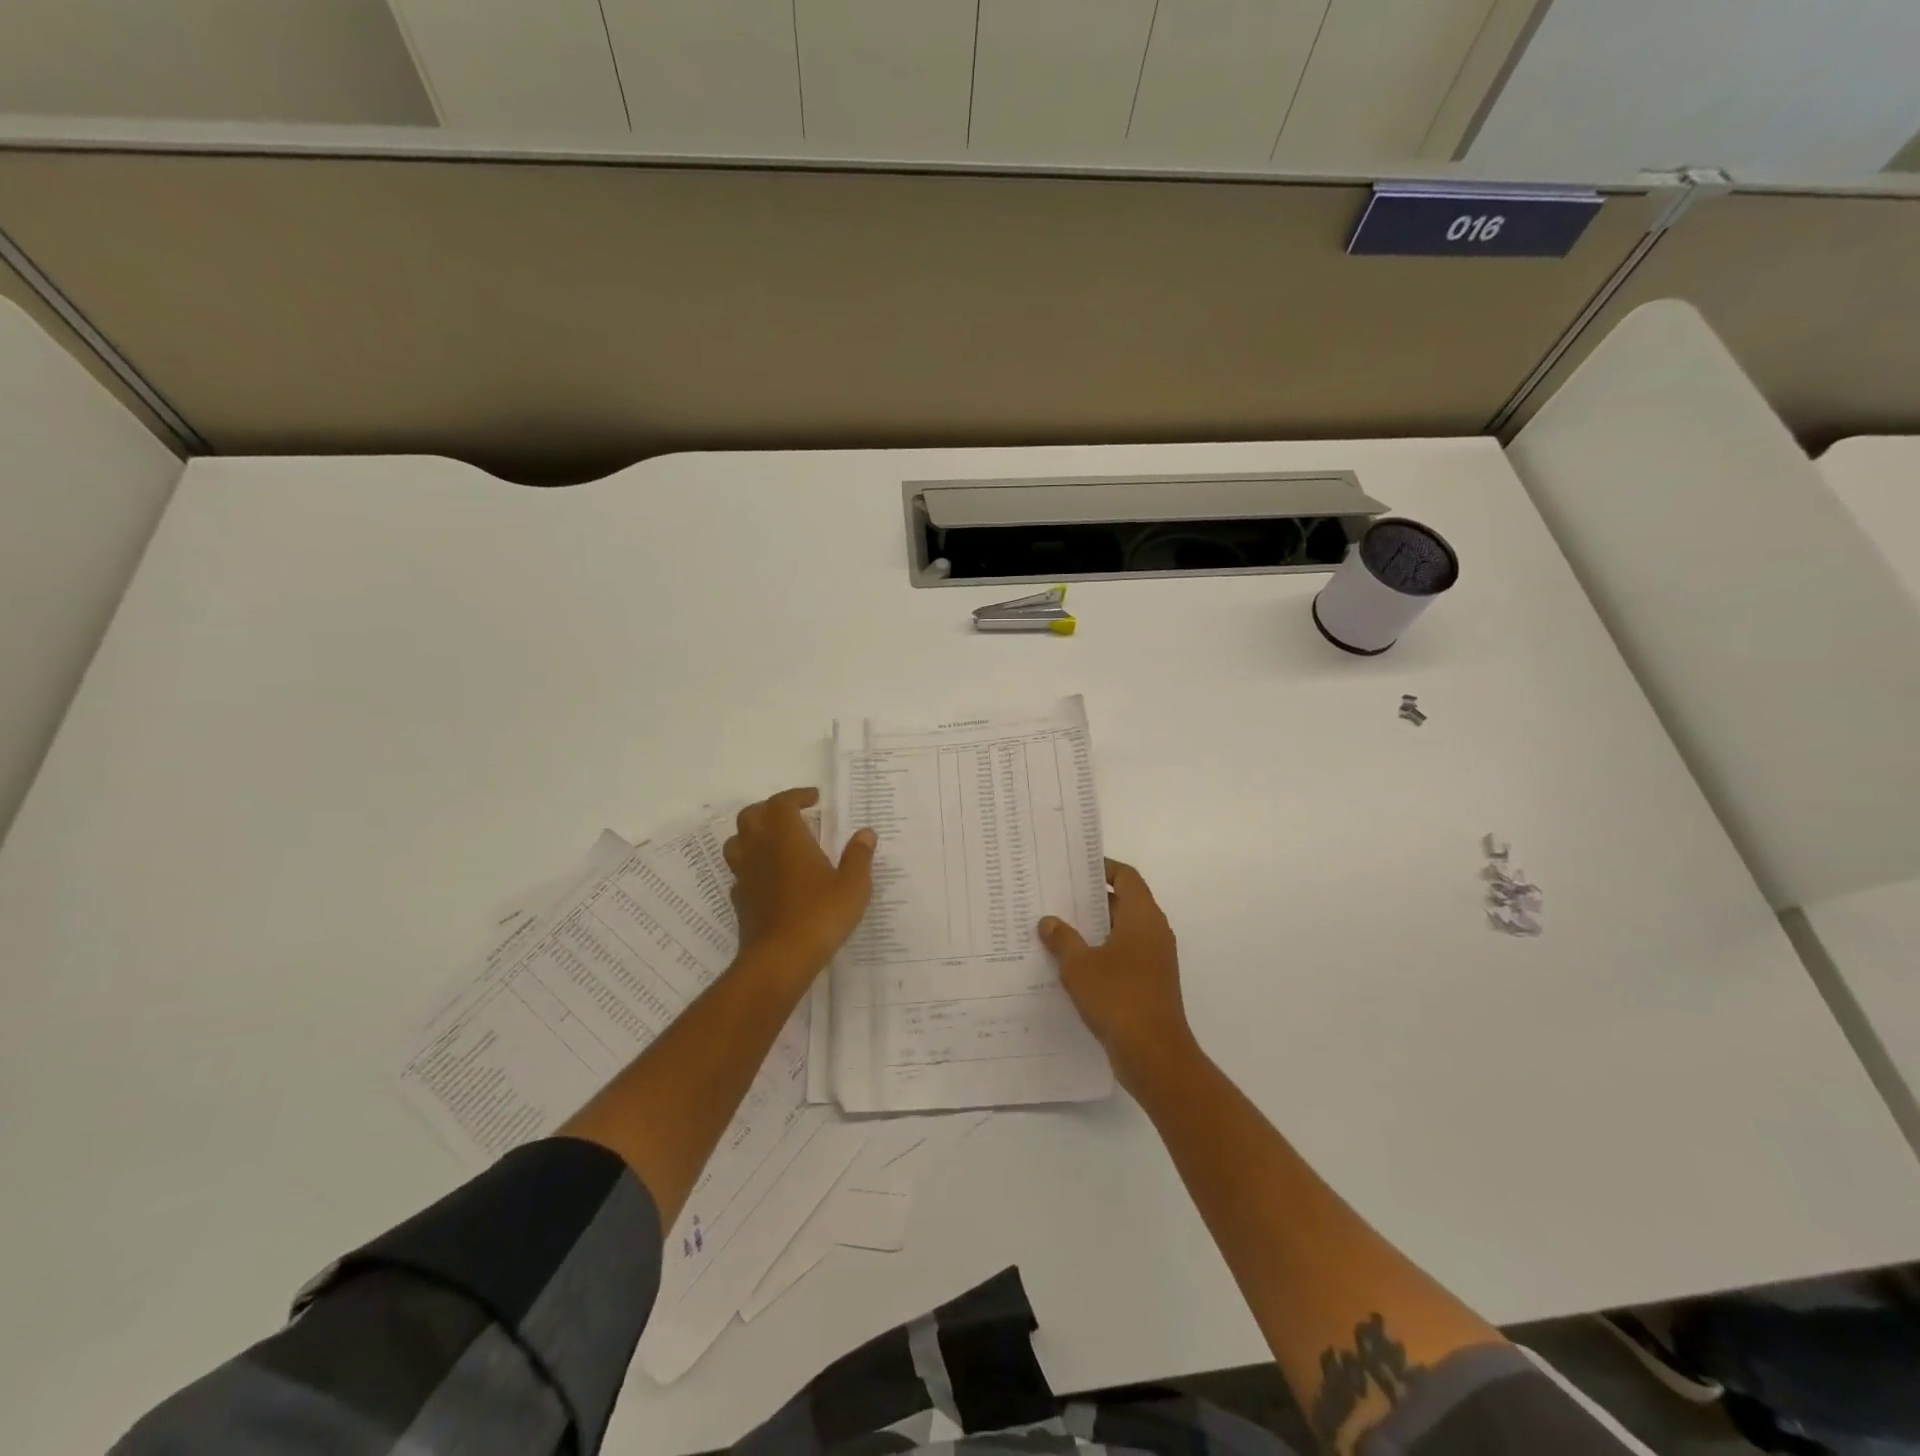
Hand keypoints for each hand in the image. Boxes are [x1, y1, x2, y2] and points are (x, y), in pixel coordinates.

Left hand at [724, 788, 875, 976]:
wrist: (780, 959)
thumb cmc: (820, 915)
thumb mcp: (853, 885)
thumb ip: (859, 856)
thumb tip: (865, 833)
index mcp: (787, 838)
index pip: (782, 802)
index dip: (796, 795)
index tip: (814, 799)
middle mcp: (760, 850)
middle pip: (751, 816)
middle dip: (769, 809)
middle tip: (791, 815)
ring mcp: (745, 875)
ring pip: (737, 842)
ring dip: (753, 835)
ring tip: (774, 842)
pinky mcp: (740, 900)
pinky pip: (739, 873)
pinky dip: (752, 867)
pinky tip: (768, 878)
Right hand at [1038, 859, 1193, 1089]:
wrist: (1154, 1055)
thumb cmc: (1118, 997)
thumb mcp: (1079, 965)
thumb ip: (1062, 939)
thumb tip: (1048, 921)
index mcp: (1142, 917)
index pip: (1126, 877)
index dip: (1103, 868)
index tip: (1075, 867)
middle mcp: (1153, 933)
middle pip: (1123, 903)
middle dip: (1091, 900)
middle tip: (1056, 896)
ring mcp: (1154, 961)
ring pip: (1121, 932)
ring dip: (1093, 930)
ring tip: (1056, 928)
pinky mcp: (1149, 985)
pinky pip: (1122, 957)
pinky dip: (1100, 954)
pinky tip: (1070, 965)